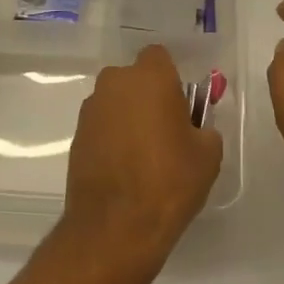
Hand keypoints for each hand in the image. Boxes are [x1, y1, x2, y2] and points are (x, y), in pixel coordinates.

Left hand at [64, 45, 222, 269]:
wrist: (115, 226)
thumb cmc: (169, 181)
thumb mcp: (208, 154)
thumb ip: (204, 128)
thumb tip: (194, 128)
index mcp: (149, 77)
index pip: (159, 57)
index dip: (171, 78)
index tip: (181, 105)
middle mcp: (114, 83)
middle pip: (135, 78)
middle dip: (148, 96)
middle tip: (165, 130)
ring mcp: (90, 109)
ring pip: (116, 102)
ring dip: (128, 117)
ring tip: (144, 155)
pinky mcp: (76, 135)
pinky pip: (101, 125)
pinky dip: (112, 138)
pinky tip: (124, 168)